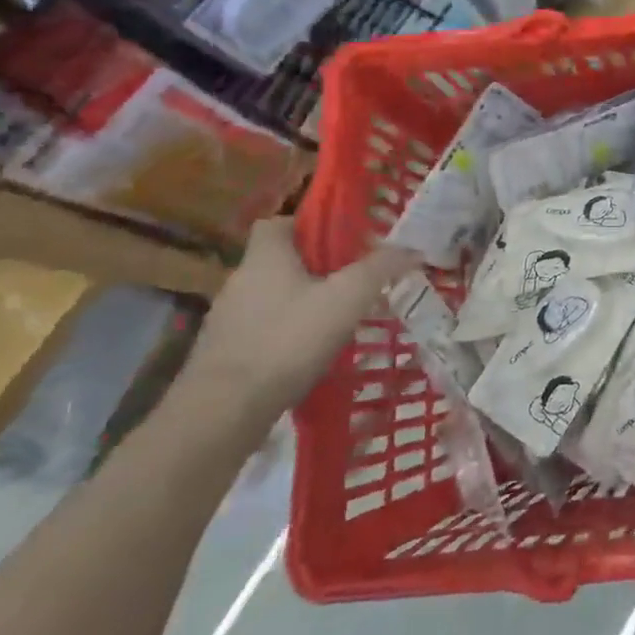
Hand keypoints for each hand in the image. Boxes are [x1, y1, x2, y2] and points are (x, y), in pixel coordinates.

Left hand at [179, 218, 420, 436]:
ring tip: (336, 321)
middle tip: (350, 281)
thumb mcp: (346, 299)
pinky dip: (284, 336)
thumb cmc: (287, 340)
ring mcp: (226, 320)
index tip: (338, 240)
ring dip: (299, 304)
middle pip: (279, 262)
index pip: (278, 223)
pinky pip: (261, 331)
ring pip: (271, 298)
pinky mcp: (223, 355)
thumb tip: (412, 248)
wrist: (223, 411)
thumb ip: (379, 269)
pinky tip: (308, 355)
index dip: (307, 226)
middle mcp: (239, 281)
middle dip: (313, 269)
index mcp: (265, 257)